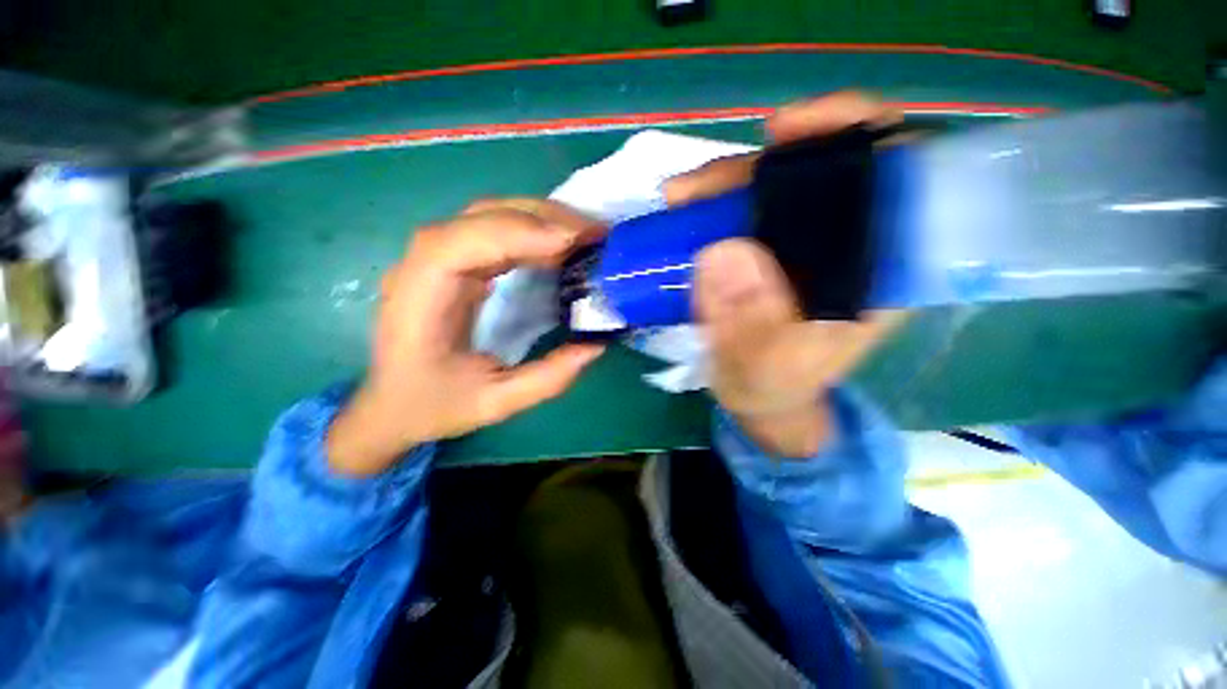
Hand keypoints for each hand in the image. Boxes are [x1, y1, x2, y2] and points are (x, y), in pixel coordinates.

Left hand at [327, 199, 606, 475]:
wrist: (391, 405)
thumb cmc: (432, 405)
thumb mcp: (494, 403)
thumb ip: (546, 379)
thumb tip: (596, 345)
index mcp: (420, 298)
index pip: (464, 243)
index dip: (518, 234)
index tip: (571, 243)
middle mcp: (422, 266)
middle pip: (481, 217)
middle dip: (542, 219)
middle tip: (594, 233)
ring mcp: (437, 259)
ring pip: (489, 216)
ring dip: (541, 219)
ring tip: (585, 234)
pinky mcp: (454, 262)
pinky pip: (494, 233)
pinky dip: (531, 232)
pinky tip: (559, 244)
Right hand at [669, 92, 906, 456]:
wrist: (758, 394)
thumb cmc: (773, 386)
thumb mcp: (764, 367)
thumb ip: (750, 323)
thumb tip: (722, 252)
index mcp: (881, 271)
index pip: (900, 174)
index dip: (856, 132)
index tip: (791, 131)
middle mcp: (853, 245)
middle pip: (827, 169)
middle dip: (764, 164)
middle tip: (702, 186)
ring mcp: (809, 243)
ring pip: (781, 184)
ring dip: (729, 182)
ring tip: (682, 197)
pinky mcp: (774, 248)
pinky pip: (751, 207)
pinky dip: (719, 200)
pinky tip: (689, 207)